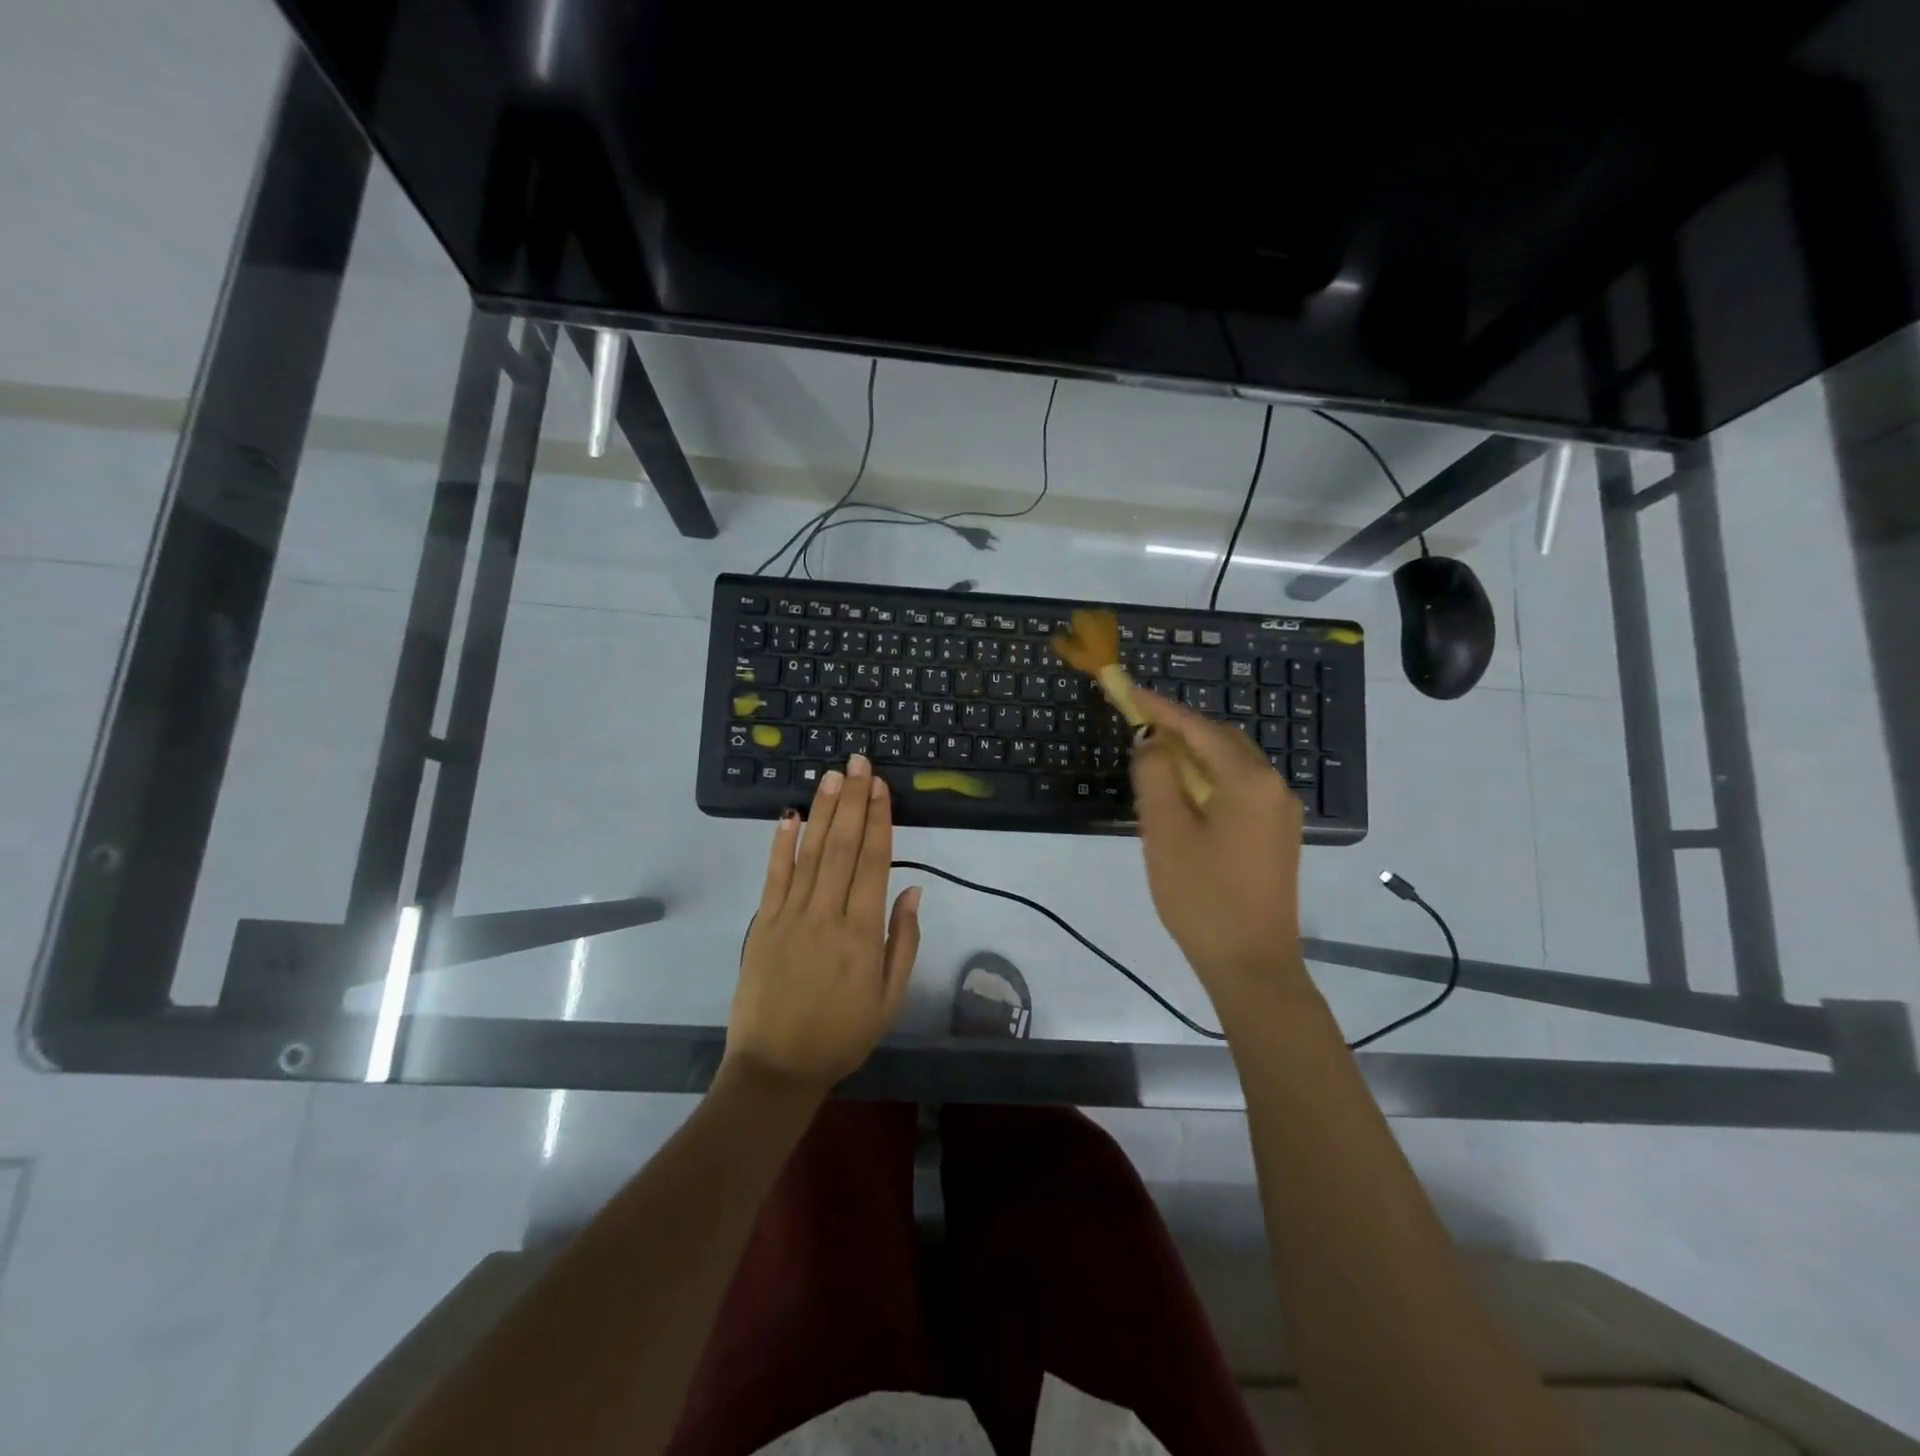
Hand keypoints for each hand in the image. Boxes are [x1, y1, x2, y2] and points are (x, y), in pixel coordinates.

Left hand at [726, 754, 920, 1096]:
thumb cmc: (841, 1035)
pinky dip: (781, 844)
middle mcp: (827, 915)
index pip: (874, 863)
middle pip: (843, 847)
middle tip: (859, 762)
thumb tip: (913, 889)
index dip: (880, 820)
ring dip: (823, 811)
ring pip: (811, 853)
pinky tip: (789, 815)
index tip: (881, 787)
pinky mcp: (762, 924)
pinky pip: (774, 876)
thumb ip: (903, 941)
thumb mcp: (890, 999)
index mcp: (862, 934)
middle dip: (854, 801)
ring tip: (833, 775)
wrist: (776, 1068)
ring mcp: (790, 917)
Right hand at [1128, 690, 1305, 1008]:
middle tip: (1138, 724)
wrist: (1252, 964)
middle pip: (1221, 741)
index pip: (1199, 729)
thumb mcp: (1166, 831)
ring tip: (1154, 757)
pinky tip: (1183, 794)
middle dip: (1179, 728)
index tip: (1128, 690)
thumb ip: (1155, 775)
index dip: (1161, 709)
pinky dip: (1208, 779)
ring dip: (1193, 755)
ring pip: (1231, 765)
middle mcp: (1273, 787)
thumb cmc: (1202, 896)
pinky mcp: (1276, 836)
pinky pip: (1239, 790)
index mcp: (1249, 781)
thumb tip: (1151, 739)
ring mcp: (1280, 813)